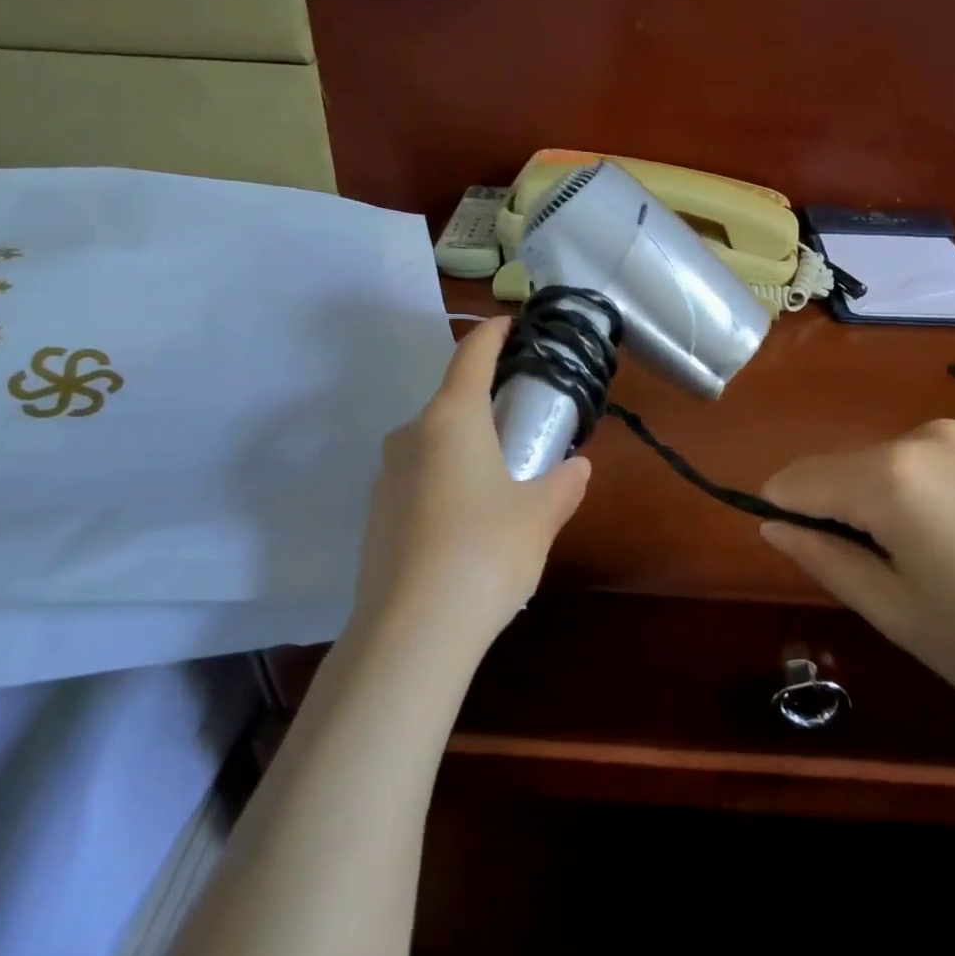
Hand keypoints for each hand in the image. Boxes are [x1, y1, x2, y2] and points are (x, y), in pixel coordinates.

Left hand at [349, 317, 590, 657]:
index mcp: (451, 419)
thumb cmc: (485, 553)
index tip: (512, 324)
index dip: (493, 334)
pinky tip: (467, 522)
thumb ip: (562, 485)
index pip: (471, 355)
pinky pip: (418, 478)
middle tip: (523, 423)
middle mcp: (410, 436)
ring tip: (500, 480)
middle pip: (451, 401)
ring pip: (433, 443)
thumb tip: (578, 469)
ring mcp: (386, 476)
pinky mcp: (376, 515)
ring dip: (465, 446)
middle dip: (486, 403)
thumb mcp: (539, 516)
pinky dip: (445, 480)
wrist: (411, 631)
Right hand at [760, 413, 954, 753]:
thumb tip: (771, 522)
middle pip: (856, 466)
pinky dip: (953, 482)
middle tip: (897, 570)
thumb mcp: (894, 612)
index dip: (787, 510)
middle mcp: (932, 433)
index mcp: (892, 477)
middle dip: (854, 507)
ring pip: (907, 457)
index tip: (805, 546)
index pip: (802, 479)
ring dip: (905, 493)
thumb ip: (823, 557)